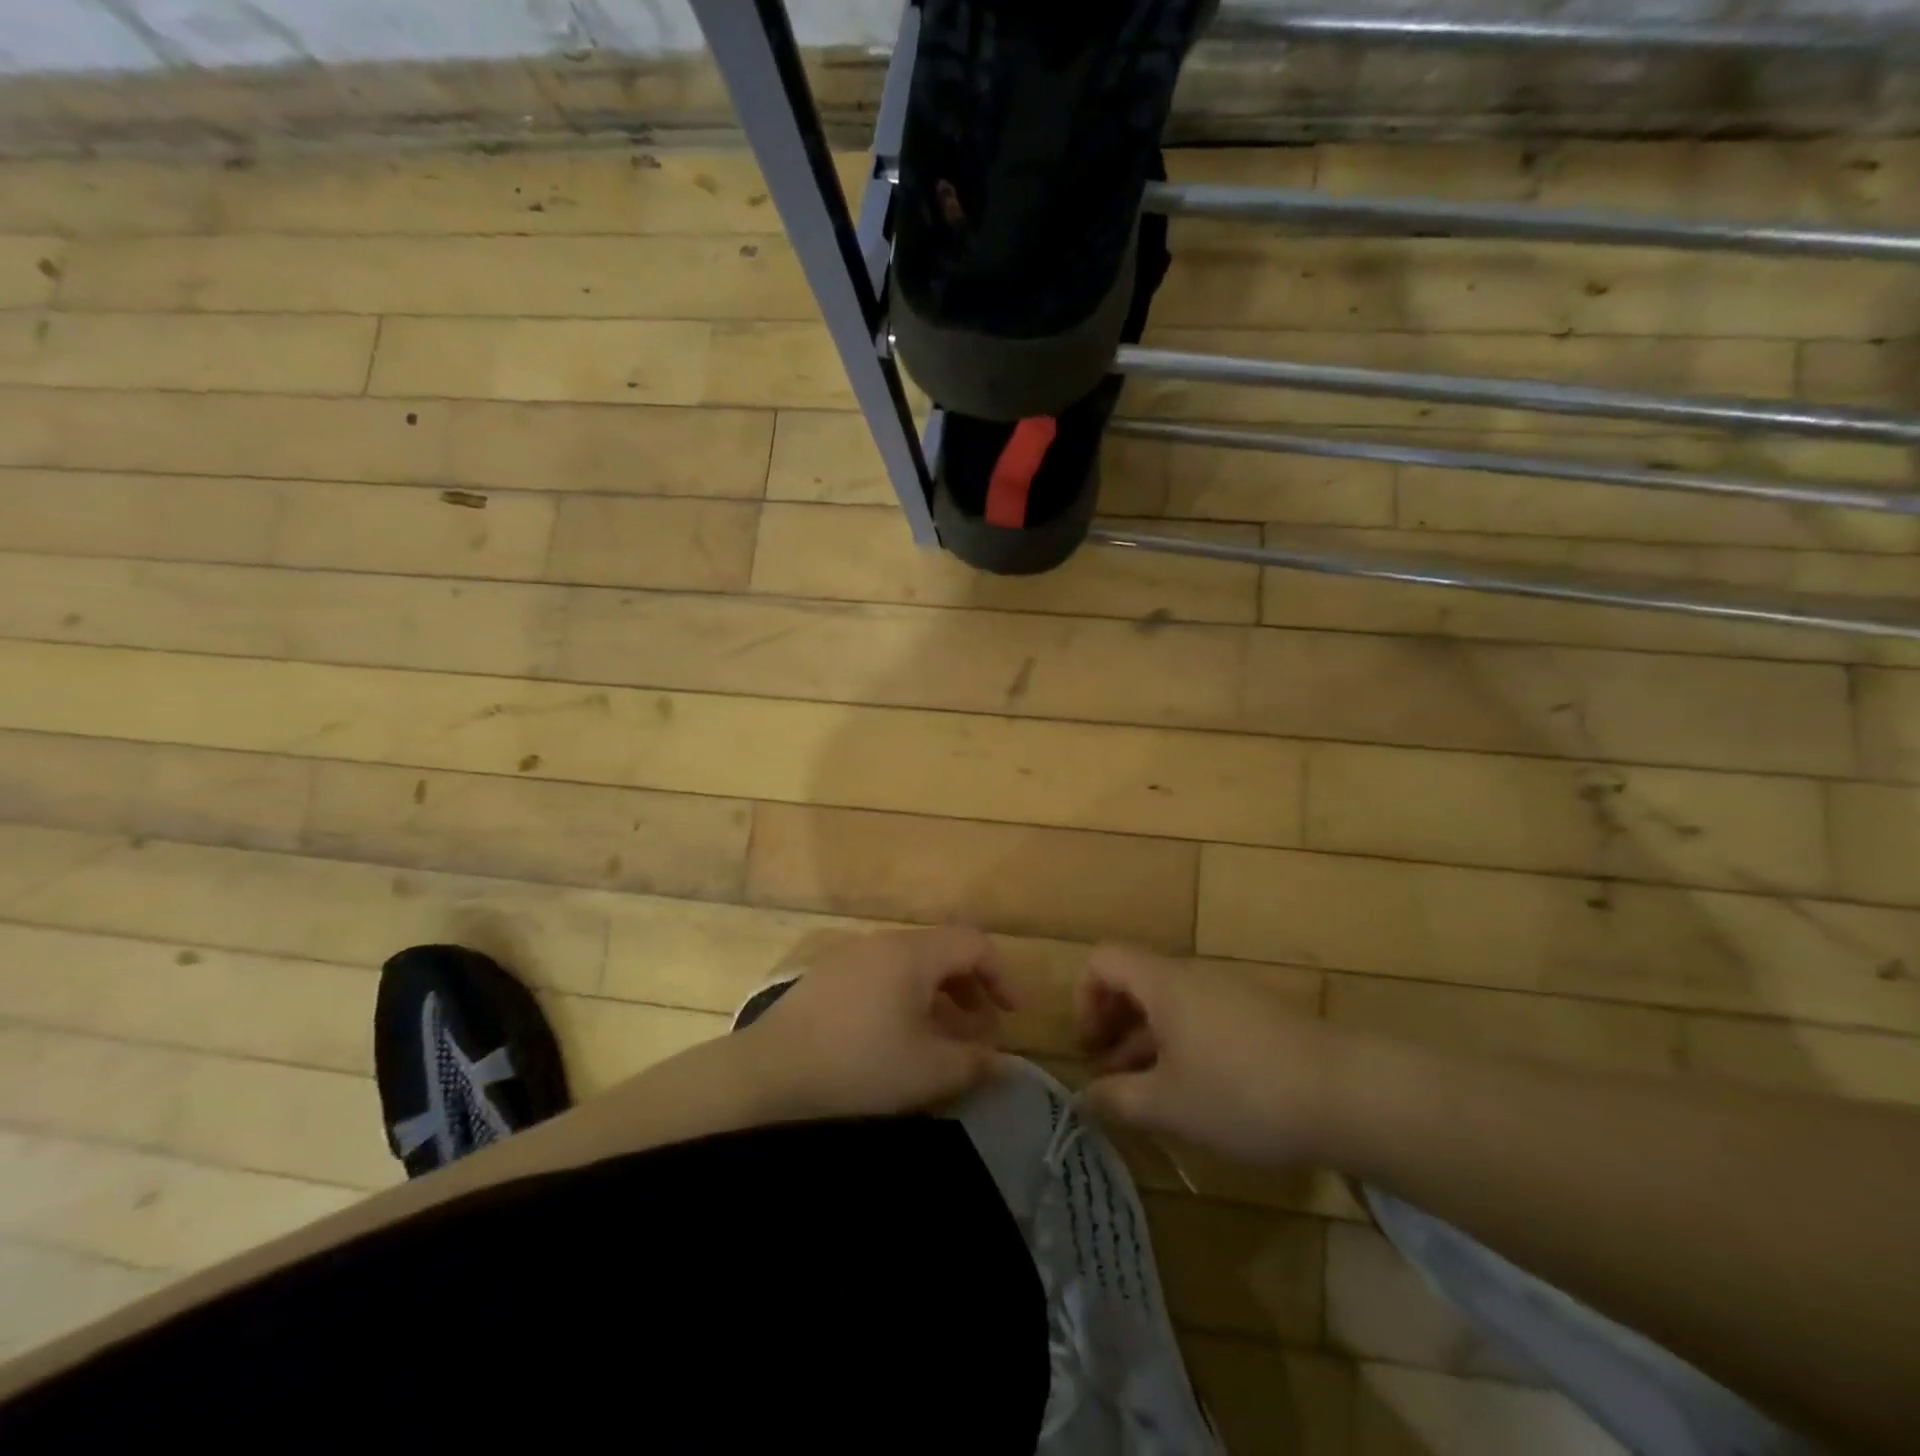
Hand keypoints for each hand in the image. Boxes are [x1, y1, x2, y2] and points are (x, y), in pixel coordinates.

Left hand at [739, 927, 1017, 1119]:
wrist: (766, 1078)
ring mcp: (849, 960)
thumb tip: (1000, 1060)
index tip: (1014, 1016)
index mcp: (912, 953)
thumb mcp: (929, 1071)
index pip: (973, 944)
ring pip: (910, 969)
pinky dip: (906, 1003)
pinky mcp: (825, 983)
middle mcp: (881, 944)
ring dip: (938, 1000)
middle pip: (941, 953)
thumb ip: (974, 1061)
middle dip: (971, 990)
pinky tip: (898, 1043)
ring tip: (944, 1042)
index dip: (1002, 976)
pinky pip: (882, 981)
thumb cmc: (859, 1067)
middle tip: (982, 1033)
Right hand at [1075, 944, 1351, 1165]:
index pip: (1104, 959)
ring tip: (1147, 1093)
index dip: (1085, 997)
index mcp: (1164, 983)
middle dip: (1113, 1024)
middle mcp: (1193, 976)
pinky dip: (1183, 1044)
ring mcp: (1230, 993)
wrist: (1349, 1094)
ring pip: (1170, 1003)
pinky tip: (1196, 1092)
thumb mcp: (1169, 1106)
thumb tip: (1085, 1098)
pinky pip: (1202, 1017)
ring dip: (1147, 1040)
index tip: (1091, 1047)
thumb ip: (1117, 1100)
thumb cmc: (1243, 1093)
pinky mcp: (1259, 1015)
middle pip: (1136, 980)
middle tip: (1110, 1074)